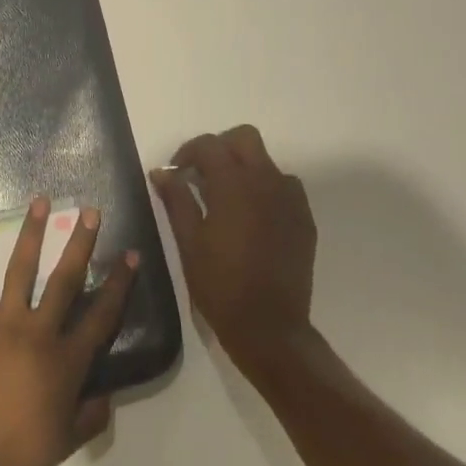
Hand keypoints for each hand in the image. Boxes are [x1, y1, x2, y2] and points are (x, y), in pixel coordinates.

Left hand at [0, 198, 136, 465]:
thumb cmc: (11, 459)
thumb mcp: (62, 446)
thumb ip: (89, 418)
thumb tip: (107, 395)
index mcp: (64, 363)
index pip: (100, 317)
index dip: (119, 285)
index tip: (131, 256)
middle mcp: (36, 333)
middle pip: (64, 280)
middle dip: (80, 244)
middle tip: (90, 212)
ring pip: (20, 270)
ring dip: (31, 234)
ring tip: (40, 202)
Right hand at [153, 124, 316, 374]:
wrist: (270, 327)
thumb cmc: (220, 285)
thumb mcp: (188, 242)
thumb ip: (176, 200)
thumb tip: (162, 172)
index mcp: (233, 185)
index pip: (209, 145)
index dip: (187, 152)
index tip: (175, 173)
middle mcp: (266, 182)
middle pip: (244, 138)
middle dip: (220, 148)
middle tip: (200, 175)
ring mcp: (290, 199)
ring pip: (266, 162)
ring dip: (244, 168)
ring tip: (226, 198)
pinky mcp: (303, 219)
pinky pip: (284, 187)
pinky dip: (264, 189)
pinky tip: (250, 217)